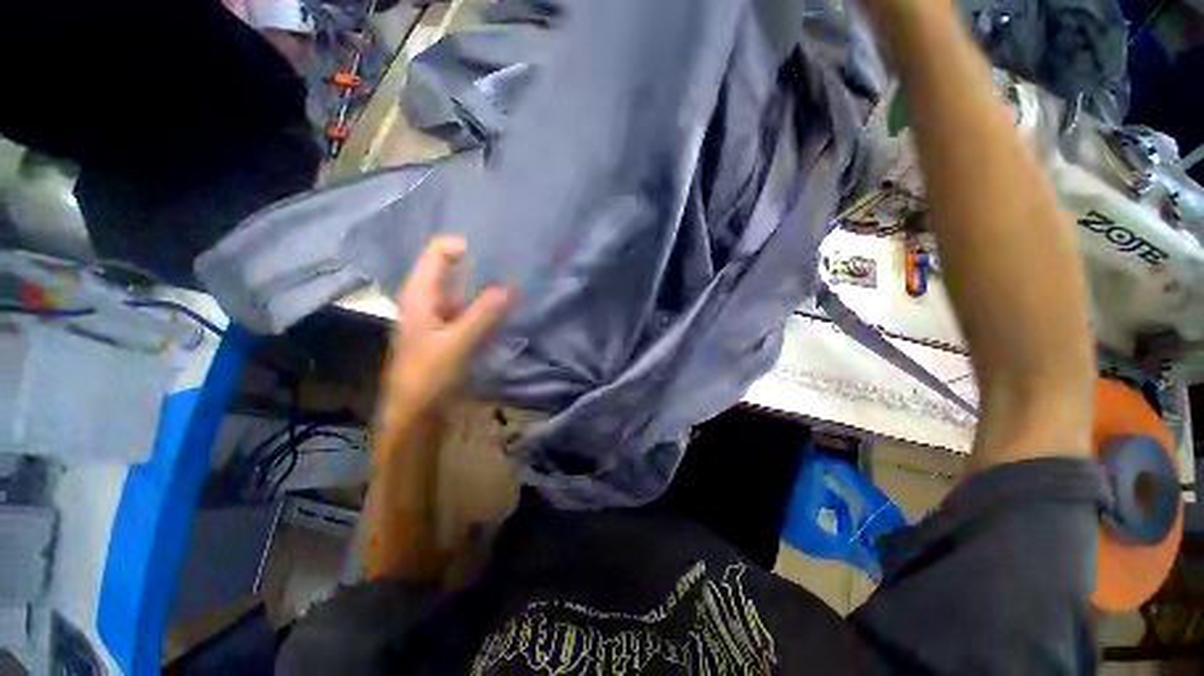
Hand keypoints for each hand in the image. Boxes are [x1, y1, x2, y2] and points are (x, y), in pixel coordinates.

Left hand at [379, 236, 511, 424]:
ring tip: (518, 287)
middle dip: (483, 267)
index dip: (467, 247)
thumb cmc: (428, 378)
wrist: (416, 416)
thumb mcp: (457, 345)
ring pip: (466, 291)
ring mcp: (441, 316)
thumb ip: (483, 315)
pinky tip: (508, 312)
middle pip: (455, 269)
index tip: (498, 254)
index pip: (439, 252)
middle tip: (515, 268)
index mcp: (420, 294)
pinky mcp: (451, 333)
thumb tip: (510, 287)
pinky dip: (489, 308)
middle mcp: (429, 300)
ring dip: (489, 288)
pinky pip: (473, 311)